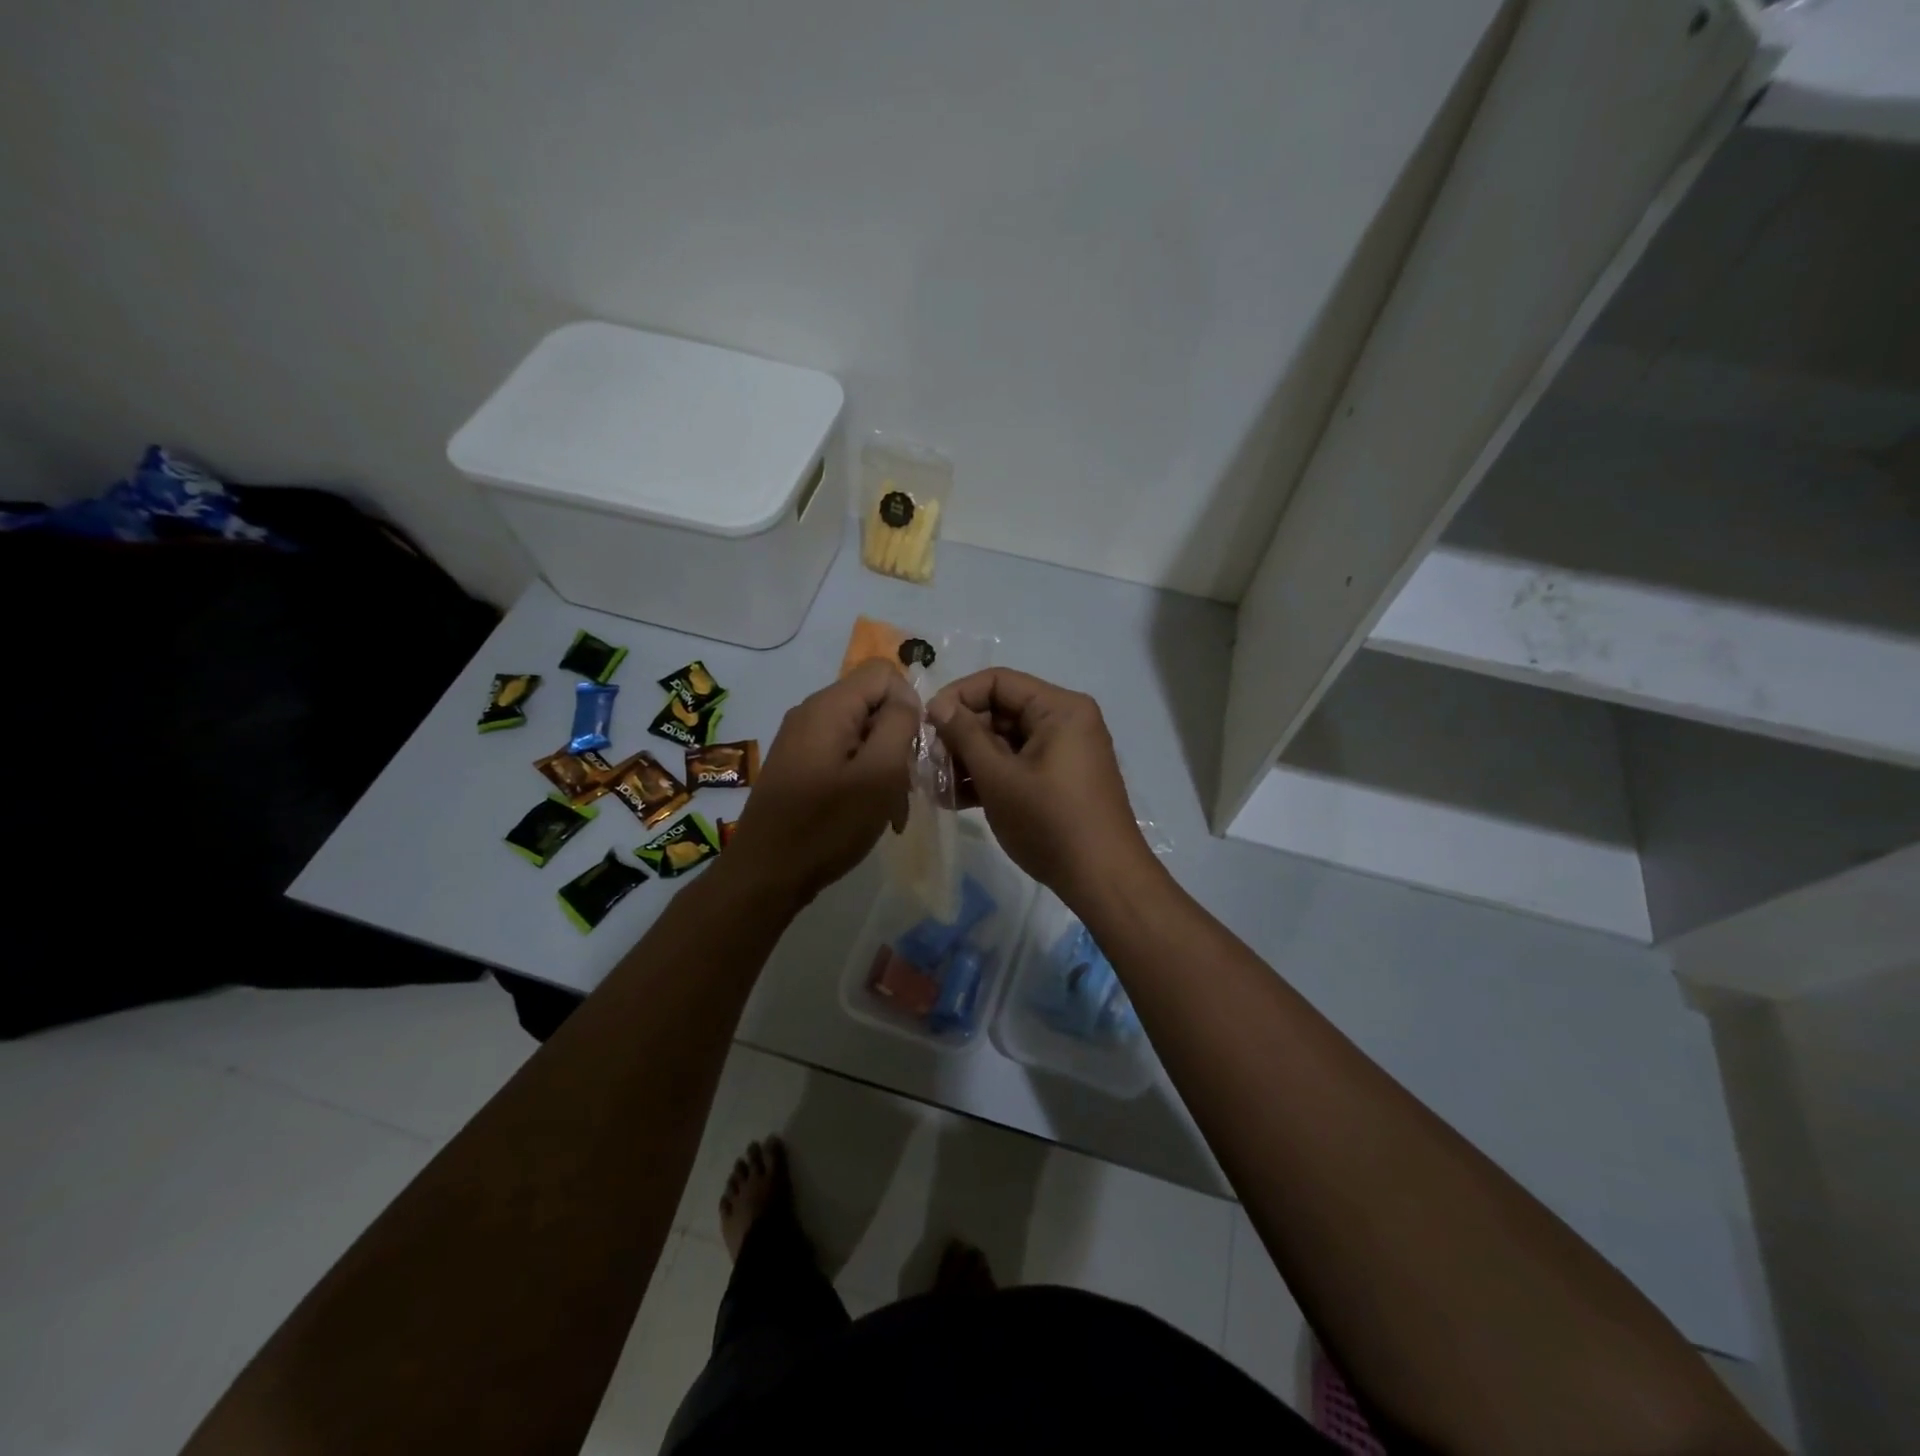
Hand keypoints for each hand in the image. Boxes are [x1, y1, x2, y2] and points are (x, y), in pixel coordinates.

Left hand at [722, 659, 922, 907]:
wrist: (766, 874)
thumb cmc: (827, 825)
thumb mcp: (879, 774)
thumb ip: (899, 724)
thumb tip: (907, 699)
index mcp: (829, 706)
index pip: (884, 673)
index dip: (909, 704)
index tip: (912, 749)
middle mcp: (811, 713)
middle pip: (872, 703)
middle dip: (898, 740)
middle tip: (905, 787)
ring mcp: (800, 740)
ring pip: (861, 733)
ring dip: (883, 766)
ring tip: (890, 809)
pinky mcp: (798, 765)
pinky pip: (842, 755)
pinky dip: (863, 777)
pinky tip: (868, 812)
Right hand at [926, 668, 1154, 902]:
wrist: (1102, 879)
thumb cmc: (1050, 821)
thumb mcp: (999, 777)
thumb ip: (965, 736)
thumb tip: (938, 705)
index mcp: (1059, 708)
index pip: (998, 682)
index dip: (958, 697)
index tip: (927, 724)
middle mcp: (1064, 722)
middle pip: (1001, 711)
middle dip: (961, 735)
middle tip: (929, 761)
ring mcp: (1062, 752)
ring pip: (1005, 742)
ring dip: (969, 760)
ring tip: (936, 786)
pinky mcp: (1058, 780)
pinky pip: (1017, 765)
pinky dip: (989, 778)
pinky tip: (954, 799)